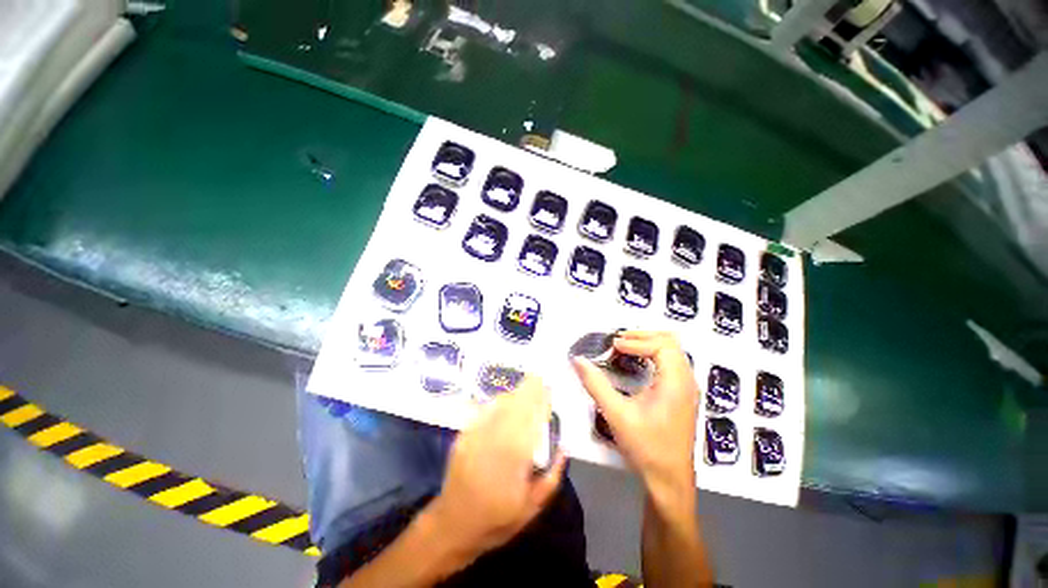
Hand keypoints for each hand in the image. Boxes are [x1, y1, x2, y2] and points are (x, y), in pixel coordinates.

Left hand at [429, 376, 566, 557]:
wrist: (452, 525)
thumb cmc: (496, 520)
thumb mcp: (532, 508)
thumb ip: (551, 477)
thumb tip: (563, 447)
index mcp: (513, 460)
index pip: (531, 419)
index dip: (540, 400)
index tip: (548, 388)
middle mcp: (494, 441)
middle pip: (515, 405)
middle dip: (528, 389)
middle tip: (540, 377)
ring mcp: (476, 435)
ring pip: (499, 404)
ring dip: (514, 393)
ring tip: (526, 388)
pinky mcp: (464, 435)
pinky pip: (485, 410)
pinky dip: (499, 402)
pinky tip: (506, 401)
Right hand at [573, 331, 698, 495]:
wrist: (669, 480)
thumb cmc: (646, 447)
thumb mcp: (616, 414)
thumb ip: (595, 384)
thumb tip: (578, 360)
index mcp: (676, 383)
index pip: (661, 346)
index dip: (636, 341)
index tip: (613, 346)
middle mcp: (687, 380)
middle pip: (670, 342)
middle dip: (643, 335)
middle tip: (619, 339)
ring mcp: (687, 388)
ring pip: (673, 351)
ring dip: (649, 343)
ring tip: (625, 346)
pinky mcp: (683, 394)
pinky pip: (672, 362)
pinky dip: (654, 354)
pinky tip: (638, 362)